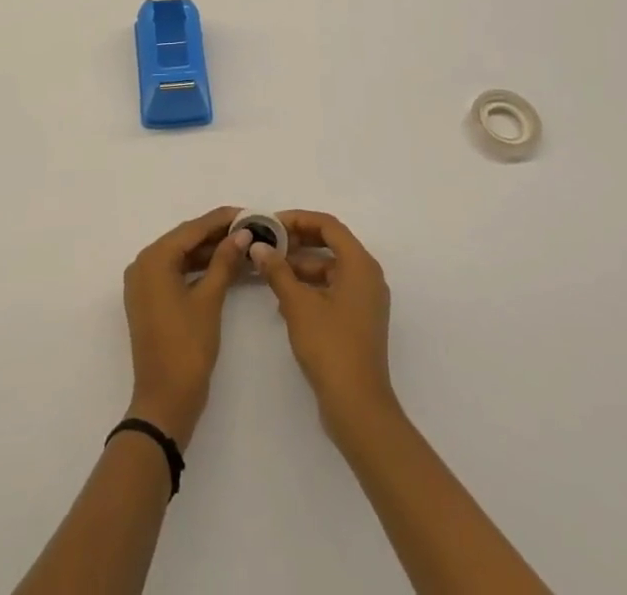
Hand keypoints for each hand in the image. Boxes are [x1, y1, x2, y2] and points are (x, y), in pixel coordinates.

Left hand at [121, 207, 250, 448]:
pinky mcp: (149, 299)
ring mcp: (143, 283)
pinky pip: (175, 272)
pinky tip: (222, 266)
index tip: (248, 213)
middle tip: (249, 228)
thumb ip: (224, 261)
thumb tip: (242, 234)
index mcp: (153, 259)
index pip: (191, 229)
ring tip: (242, 245)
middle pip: (184, 240)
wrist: (164, 402)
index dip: (221, 220)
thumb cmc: (187, 348)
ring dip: (208, 251)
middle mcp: (143, 264)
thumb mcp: (209, 300)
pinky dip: (197, 269)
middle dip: (216, 234)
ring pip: (180, 256)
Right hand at [250, 210, 397, 436]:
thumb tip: (258, 247)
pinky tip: (284, 299)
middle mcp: (368, 276)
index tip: (270, 224)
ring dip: (301, 265)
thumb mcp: (298, 304)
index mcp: (360, 265)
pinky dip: (310, 287)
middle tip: (268, 243)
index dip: (298, 219)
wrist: (358, 407)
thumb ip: (277, 270)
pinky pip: (333, 289)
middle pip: (331, 243)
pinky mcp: (359, 320)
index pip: (328, 225)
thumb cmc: (330, 346)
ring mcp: (365, 300)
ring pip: (330, 268)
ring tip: (270, 270)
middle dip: (298, 241)